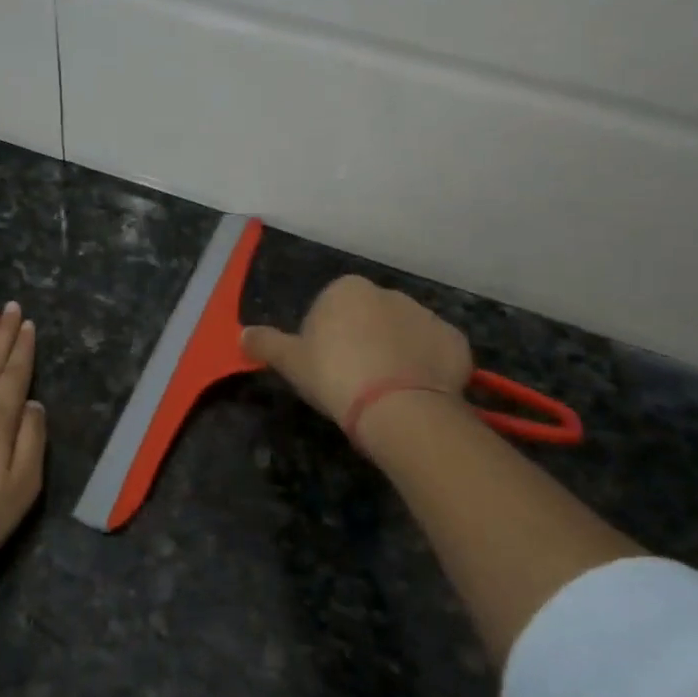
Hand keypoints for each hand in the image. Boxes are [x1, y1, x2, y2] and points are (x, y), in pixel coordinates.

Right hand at [242, 275, 472, 431]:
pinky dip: (426, 368)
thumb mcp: (290, 362)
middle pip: (368, 318)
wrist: (397, 406)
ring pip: (403, 335)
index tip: (324, 368)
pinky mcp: (455, 342)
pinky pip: (434, 353)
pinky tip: (413, 393)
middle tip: (352, 381)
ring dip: (395, 354)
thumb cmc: (335, 375)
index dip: (324, 339)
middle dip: (362, 342)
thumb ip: (265, 344)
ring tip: (385, 392)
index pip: (329, 309)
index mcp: (347, 290)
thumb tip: (242, 334)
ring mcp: (427, 315)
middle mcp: (389, 293)